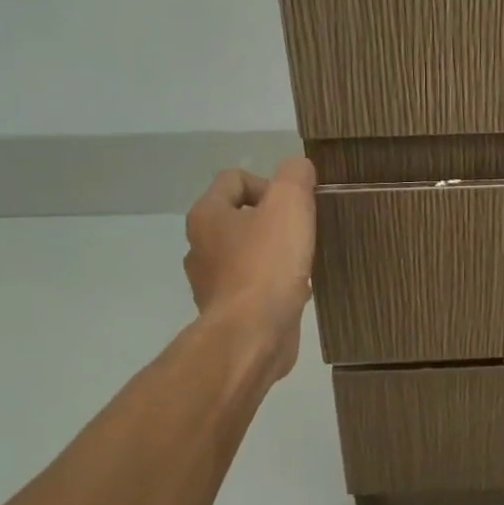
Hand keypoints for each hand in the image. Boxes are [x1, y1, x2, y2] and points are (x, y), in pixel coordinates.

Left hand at [184, 158, 316, 380]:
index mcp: (207, 215)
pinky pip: (255, 287)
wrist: (253, 336)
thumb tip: (298, 168)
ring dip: (275, 254)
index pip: (234, 179)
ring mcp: (212, 283)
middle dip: (274, 221)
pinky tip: (297, 291)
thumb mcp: (289, 204)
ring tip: (302, 262)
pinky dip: (275, 285)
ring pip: (248, 254)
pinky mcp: (228, 313)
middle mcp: (201, 247)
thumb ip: (295, 176)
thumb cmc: (267, 265)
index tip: (294, 207)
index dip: (269, 184)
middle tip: (301, 233)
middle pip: (241, 217)